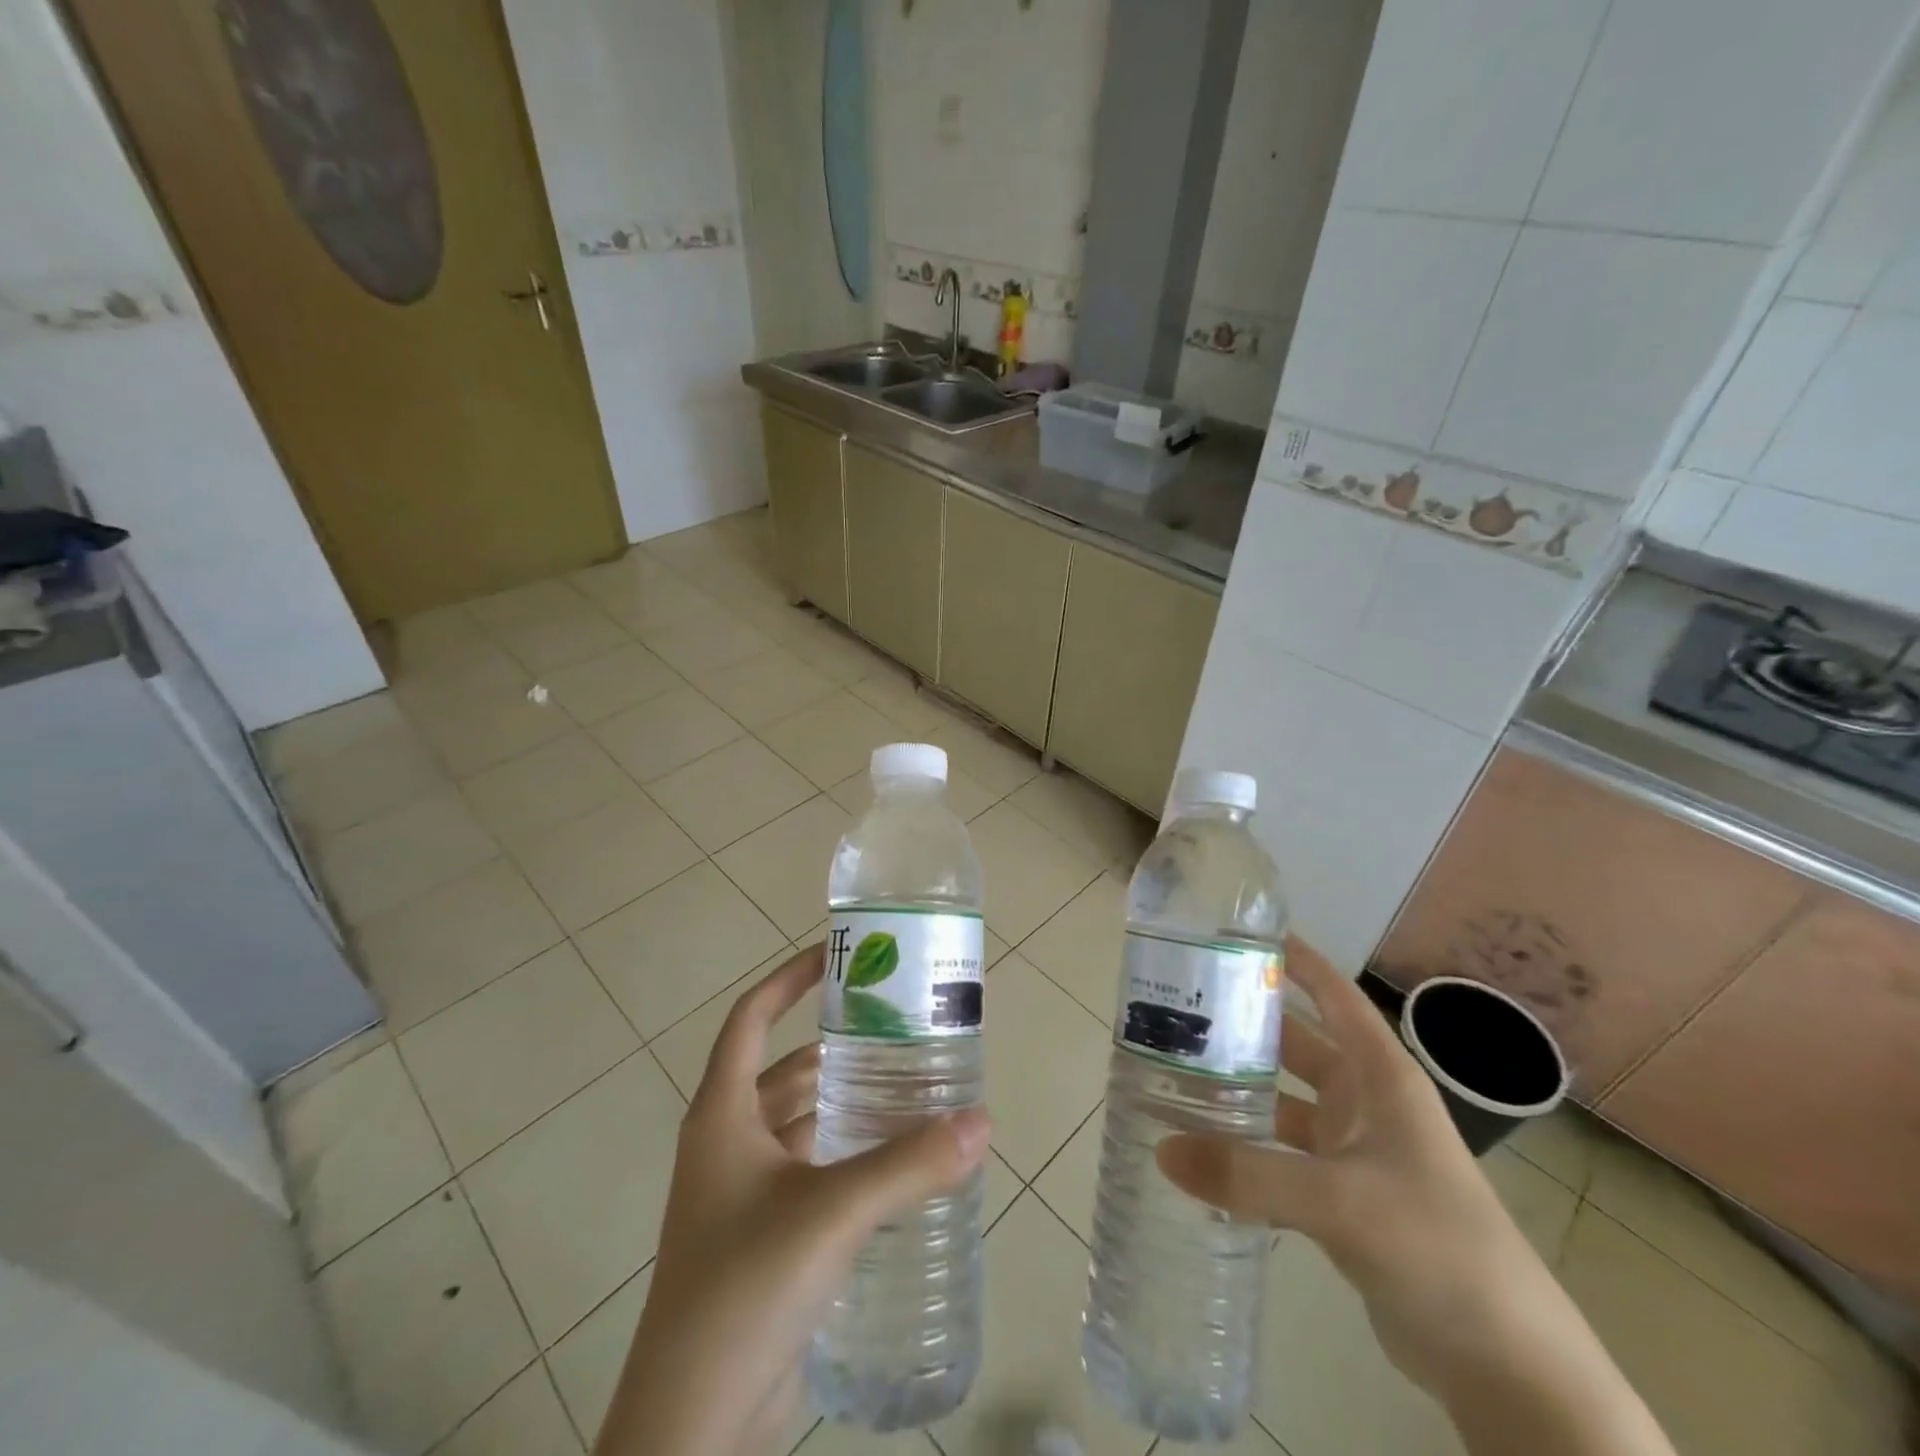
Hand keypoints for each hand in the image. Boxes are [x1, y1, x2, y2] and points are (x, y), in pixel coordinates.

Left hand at [594, 944, 990, 1455]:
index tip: (836, 955)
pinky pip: (807, 1172)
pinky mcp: (761, 1237)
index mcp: (722, 1115)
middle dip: (835, 1047)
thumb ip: (909, 1166)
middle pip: (783, 1070)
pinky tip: (891, 1163)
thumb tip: (981, 1122)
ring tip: (906, 1088)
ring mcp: (740, 1194)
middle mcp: (727, 1143)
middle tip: (896, 1030)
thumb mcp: (831, 1213)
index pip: (751, 1019)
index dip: (789, 980)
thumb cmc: (744, 1288)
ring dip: (843, 1104)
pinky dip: (843, 1155)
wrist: (690, 1427)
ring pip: (798, 1124)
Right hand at [1157, 939, 1533, 1389]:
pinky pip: (1283, 1152)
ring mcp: (1355, 1150)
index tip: (1239, 933)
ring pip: (1285, 1099)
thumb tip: (1161, 1149)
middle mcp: (1367, 1102)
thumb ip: (1249, 1174)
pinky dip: (1247, 1145)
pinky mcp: (1344, 1197)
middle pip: (1297, 1043)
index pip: (1334, 995)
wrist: (1507, 1363)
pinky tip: (1202, 1145)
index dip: (1295, 959)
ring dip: (1240, 1087)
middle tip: (1179, 1006)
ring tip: (1174, 1071)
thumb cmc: (1438, 1246)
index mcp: (1380, 1076)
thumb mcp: (1341, 1201)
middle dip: (1246, 1023)